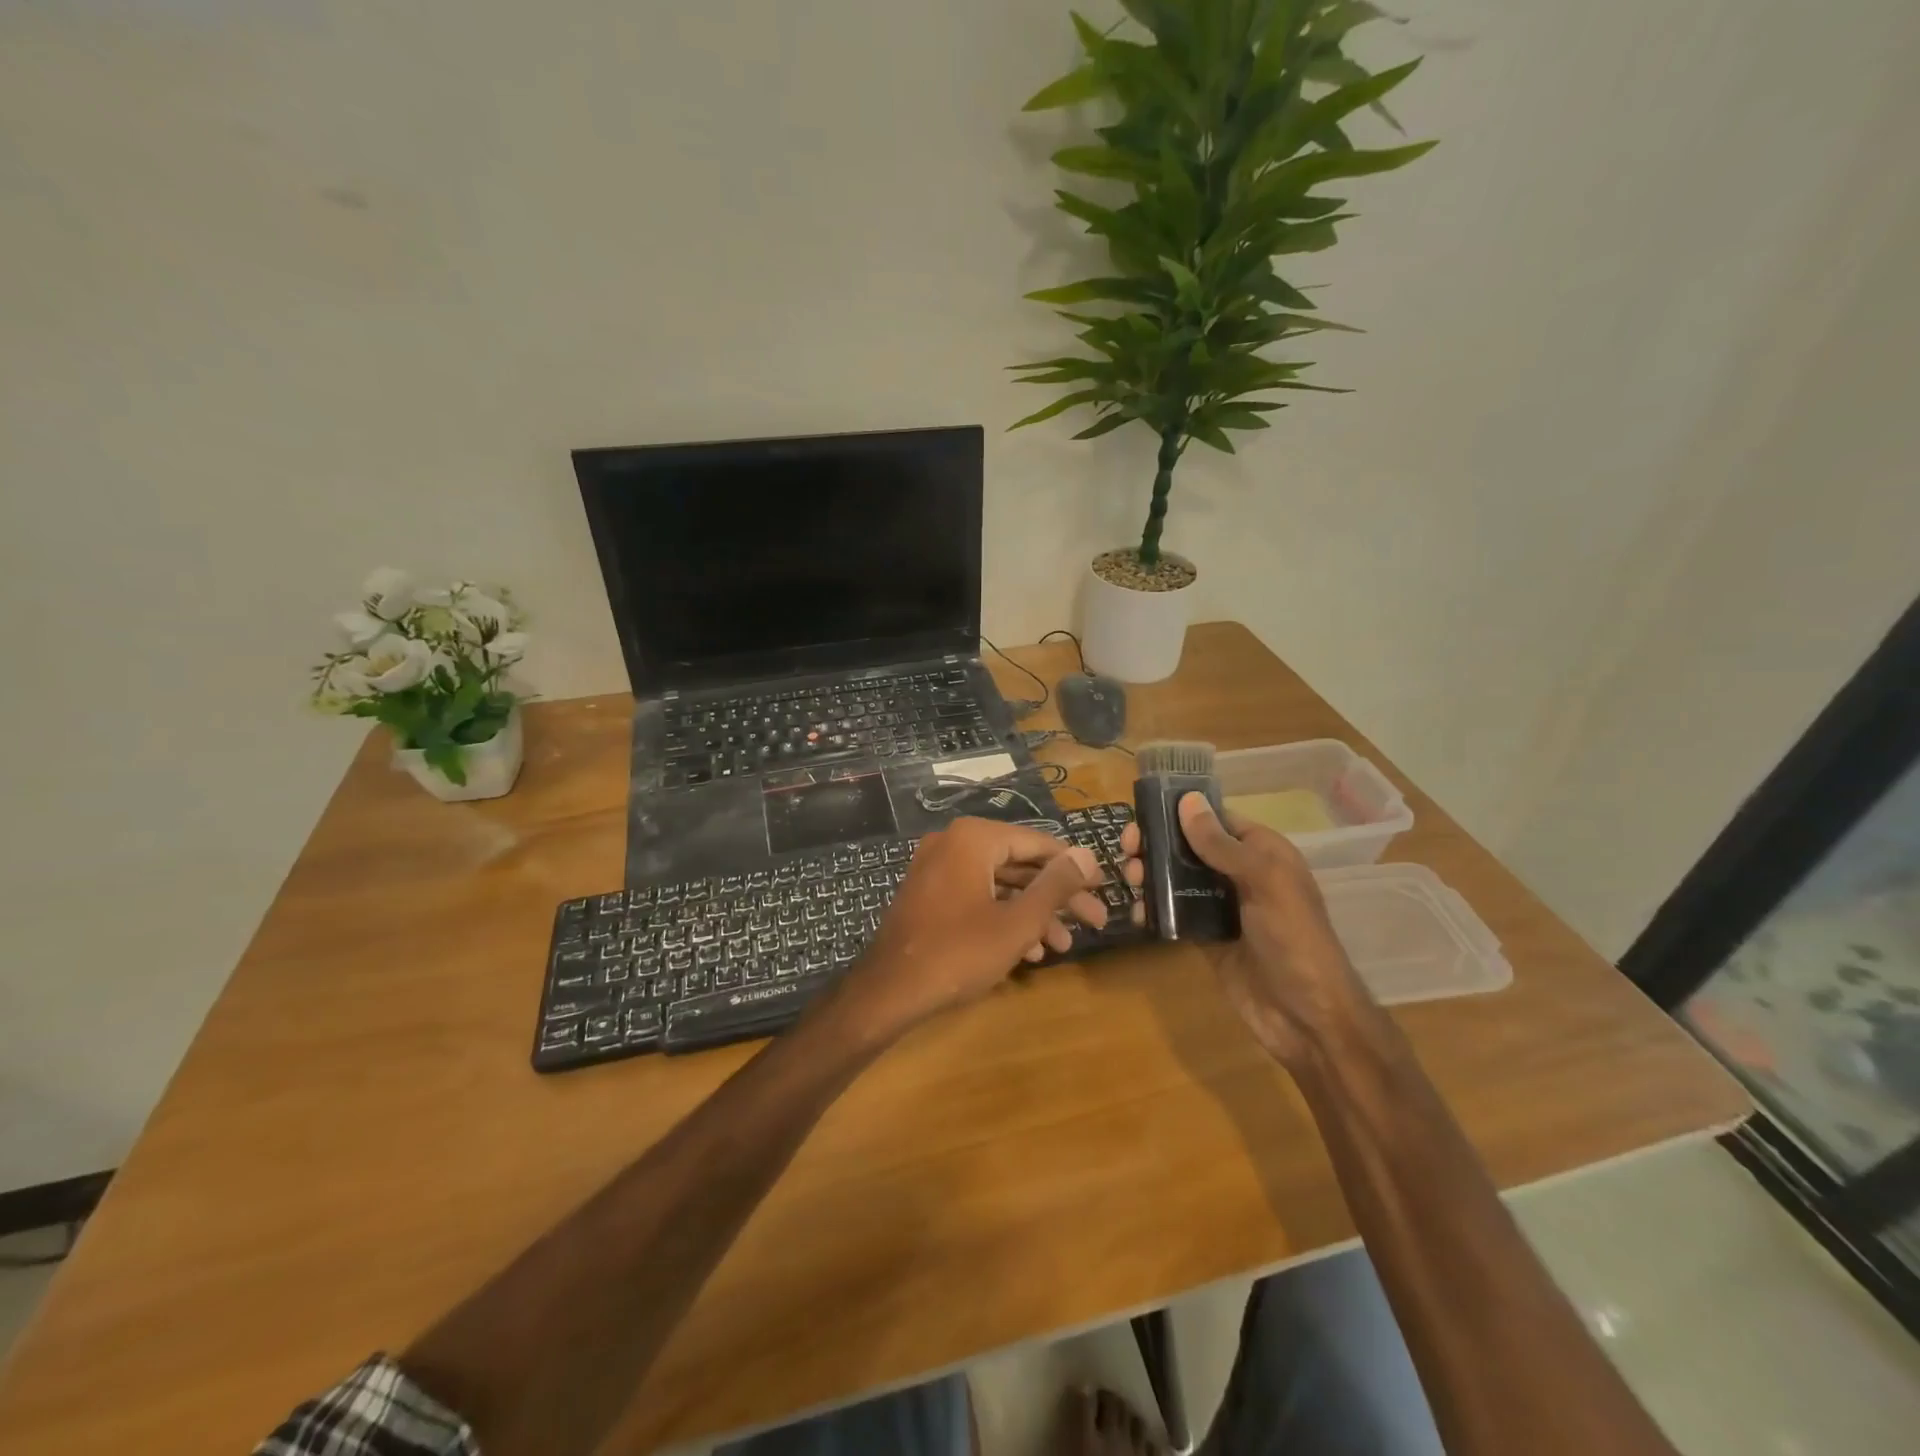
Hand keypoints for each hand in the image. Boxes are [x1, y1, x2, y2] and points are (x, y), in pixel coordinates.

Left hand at [837, 818, 1105, 1035]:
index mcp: (973, 838)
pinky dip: (1003, 917)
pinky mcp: (929, 894)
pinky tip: (1029, 950)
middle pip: (1019, 865)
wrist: (888, 992)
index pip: (1038, 843)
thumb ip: (1055, 886)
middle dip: (1057, 897)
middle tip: (1095, 922)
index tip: (1102, 889)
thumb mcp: (1017, 922)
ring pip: (999, 885)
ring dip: (1033, 913)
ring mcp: (937, 869)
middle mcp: (953, 843)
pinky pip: (976, 896)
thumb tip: (1087, 855)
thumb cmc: (957, 953)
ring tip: (1064, 945)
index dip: (1073, 868)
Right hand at [1118, 793, 1372, 1063]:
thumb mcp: (1264, 883)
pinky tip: (1136, 911)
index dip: (1180, 813)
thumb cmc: (1294, 940)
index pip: (1216, 819)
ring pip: (1178, 879)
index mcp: (1263, 853)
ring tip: (1131, 879)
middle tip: (1128, 852)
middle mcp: (1241, 874)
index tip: (1143, 816)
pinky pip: (1175, 914)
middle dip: (1158, 845)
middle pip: (1191, 847)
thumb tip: (1187, 801)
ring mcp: (1223, 907)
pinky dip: (1154, 908)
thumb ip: (1222, 845)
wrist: (1306, 1019)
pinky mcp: (1207, 937)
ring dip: (1151, 874)